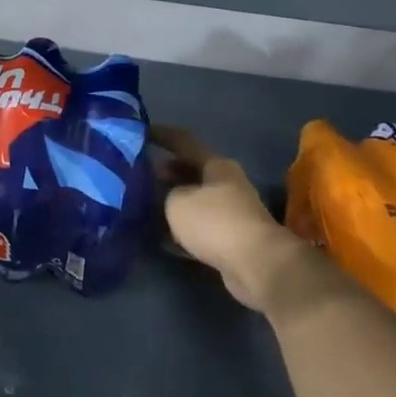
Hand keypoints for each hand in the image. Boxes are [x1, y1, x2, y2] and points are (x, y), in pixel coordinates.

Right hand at [152, 125, 316, 319]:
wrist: (257, 264)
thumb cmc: (214, 222)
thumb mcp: (177, 202)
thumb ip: (165, 193)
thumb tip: (165, 194)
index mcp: (216, 165)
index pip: (184, 142)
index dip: (161, 135)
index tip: (141, 131)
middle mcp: (226, 184)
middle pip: (190, 172)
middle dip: (165, 172)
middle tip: (138, 174)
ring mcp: (231, 212)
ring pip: (194, 201)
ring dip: (172, 202)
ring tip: (144, 204)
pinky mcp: (231, 239)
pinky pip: (199, 227)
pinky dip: (181, 229)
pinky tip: (160, 236)